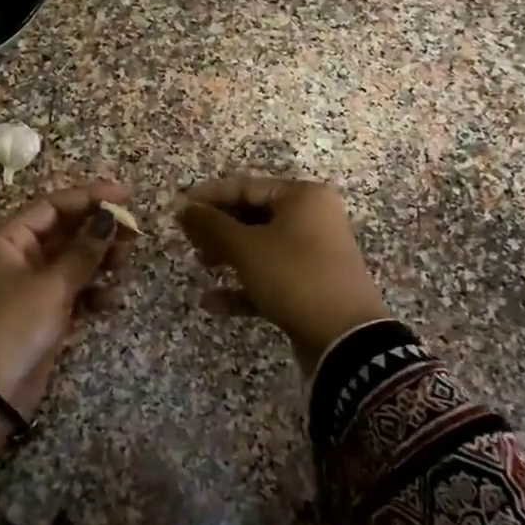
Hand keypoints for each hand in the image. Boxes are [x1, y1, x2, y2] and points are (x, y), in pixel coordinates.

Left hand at [0, 181, 134, 458]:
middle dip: (97, 231)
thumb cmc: (12, 329)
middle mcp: (15, 258)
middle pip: (62, 232)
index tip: (126, 197)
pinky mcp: (39, 316)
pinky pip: (69, 292)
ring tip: (125, 263)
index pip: (52, 206)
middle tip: (134, 234)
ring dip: (97, 260)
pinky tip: (109, 298)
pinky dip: (89, 292)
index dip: (89, 197)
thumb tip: (108, 218)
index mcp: (6, 241)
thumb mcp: (50, 287)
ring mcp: (27, 288)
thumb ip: (83, 252)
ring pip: (69, 262)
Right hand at [177, 175, 388, 373]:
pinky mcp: (311, 286)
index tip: (178, 207)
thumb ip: (211, 225)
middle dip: (218, 229)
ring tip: (200, 266)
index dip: (209, 196)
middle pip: (254, 215)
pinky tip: (213, 303)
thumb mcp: (246, 248)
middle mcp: (313, 219)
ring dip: (228, 256)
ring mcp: (314, 254)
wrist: (345, 338)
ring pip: (261, 247)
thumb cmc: (294, 277)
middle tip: (188, 239)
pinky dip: (244, 286)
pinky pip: (271, 276)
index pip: (246, 186)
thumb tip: (183, 207)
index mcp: (303, 198)